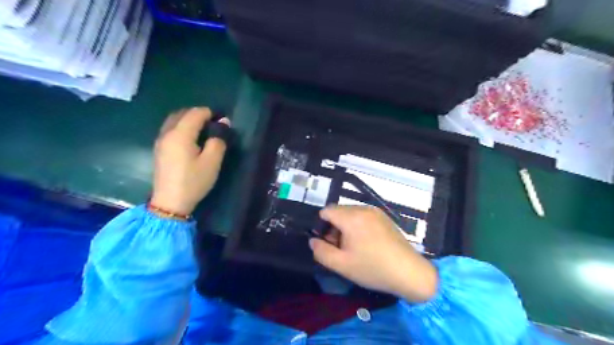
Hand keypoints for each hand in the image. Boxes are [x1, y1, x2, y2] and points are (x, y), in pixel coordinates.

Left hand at [151, 107, 230, 215]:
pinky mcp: (159, 149)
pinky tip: (190, 137)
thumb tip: (223, 124)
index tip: (222, 120)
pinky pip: (170, 129)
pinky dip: (181, 126)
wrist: (170, 202)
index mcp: (180, 135)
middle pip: (182, 113)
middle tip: (213, 122)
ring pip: (173, 120)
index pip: (195, 113)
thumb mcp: (212, 162)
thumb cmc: (194, 181)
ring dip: (188, 119)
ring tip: (203, 128)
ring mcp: (160, 141)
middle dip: (198, 113)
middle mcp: (167, 133)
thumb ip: (218, 141)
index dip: (210, 113)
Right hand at [313, 207, 435, 303]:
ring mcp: (375, 211)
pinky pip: (363, 215)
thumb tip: (313, 241)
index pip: (326, 211)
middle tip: (340, 248)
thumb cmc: (373, 268)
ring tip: (353, 247)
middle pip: (338, 211)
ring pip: (350, 213)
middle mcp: (363, 209)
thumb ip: (321, 252)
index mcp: (351, 217)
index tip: (327, 243)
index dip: (321, 226)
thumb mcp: (342, 265)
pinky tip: (366, 243)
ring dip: (345, 226)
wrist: (409, 272)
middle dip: (333, 227)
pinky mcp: (384, 217)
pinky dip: (357, 225)